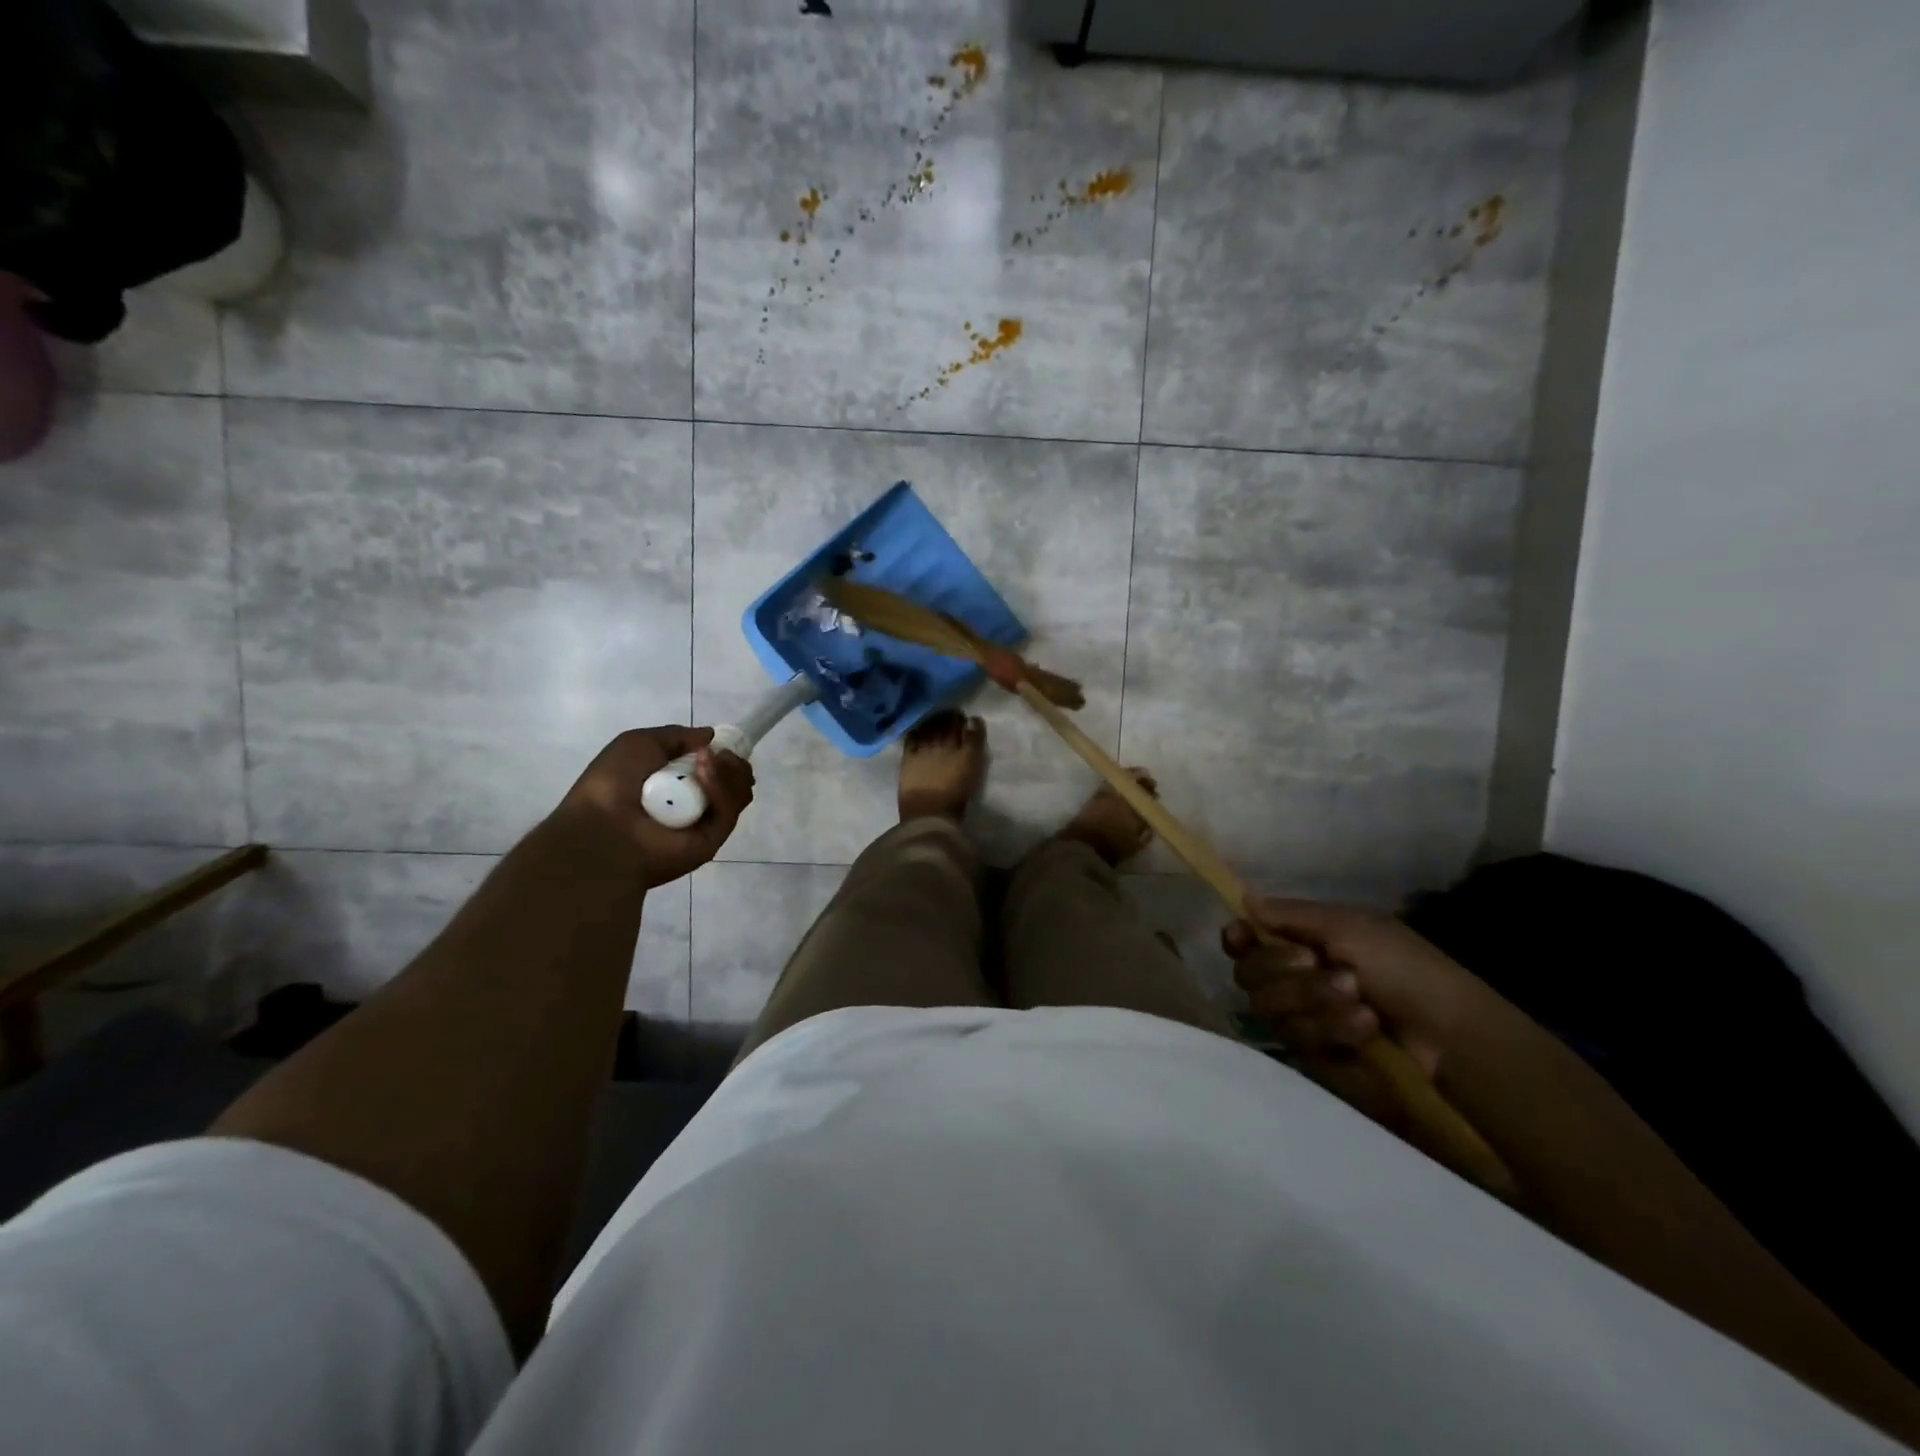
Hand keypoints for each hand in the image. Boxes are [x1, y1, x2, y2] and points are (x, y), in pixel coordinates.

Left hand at [558, 727, 754, 887]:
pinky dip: (721, 788)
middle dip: (732, 762)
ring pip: (738, 793)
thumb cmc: (611, 783)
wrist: (602, 829)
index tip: (723, 743)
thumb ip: (676, 736)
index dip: (724, 753)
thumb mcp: (638, 743)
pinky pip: (728, 810)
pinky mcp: (713, 840)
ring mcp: (705, 822)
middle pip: (734, 779)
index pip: (717, 767)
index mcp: (676, 783)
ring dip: (727, 771)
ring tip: (706, 761)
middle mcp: (694, 803)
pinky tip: (704, 774)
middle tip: (719, 754)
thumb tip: (711, 736)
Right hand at [1223, 897, 1494, 1123]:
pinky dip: (1332, 1028)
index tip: (1241, 937)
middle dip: (1283, 968)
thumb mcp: (1350, 926)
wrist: (1451, 1035)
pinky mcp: (1313, 1059)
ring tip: (1360, 1000)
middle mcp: (1292, 982)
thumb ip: (1290, 914)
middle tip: (1317, 962)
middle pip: (1248, 974)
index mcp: (1299, 944)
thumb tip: (1243, 897)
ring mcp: (1302, 1021)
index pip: (1245, 942)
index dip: (1237, 939)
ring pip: (1269, 1008)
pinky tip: (1365, 1027)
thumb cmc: (1404, 967)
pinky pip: (1297, 1040)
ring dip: (1314, 998)